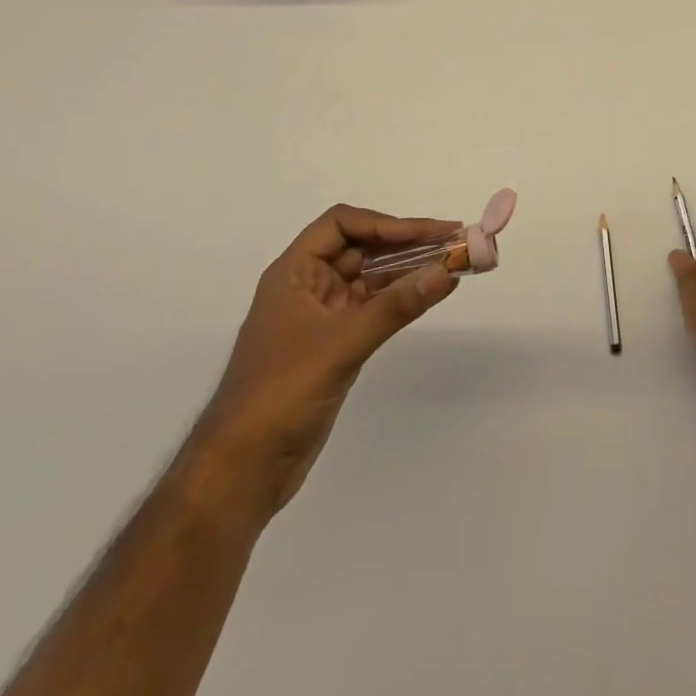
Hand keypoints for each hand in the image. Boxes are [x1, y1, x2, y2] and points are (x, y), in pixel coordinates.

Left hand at [196, 205, 461, 518]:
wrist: (242, 471)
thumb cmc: (281, 394)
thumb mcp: (341, 344)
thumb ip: (396, 306)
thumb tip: (447, 271)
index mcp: (294, 273)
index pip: (341, 225)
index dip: (383, 224)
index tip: (425, 233)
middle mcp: (308, 286)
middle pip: (361, 248)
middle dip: (406, 243)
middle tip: (454, 240)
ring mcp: (322, 317)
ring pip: (371, 278)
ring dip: (408, 269)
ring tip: (452, 262)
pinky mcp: (335, 345)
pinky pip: (374, 308)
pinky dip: (401, 298)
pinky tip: (430, 293)